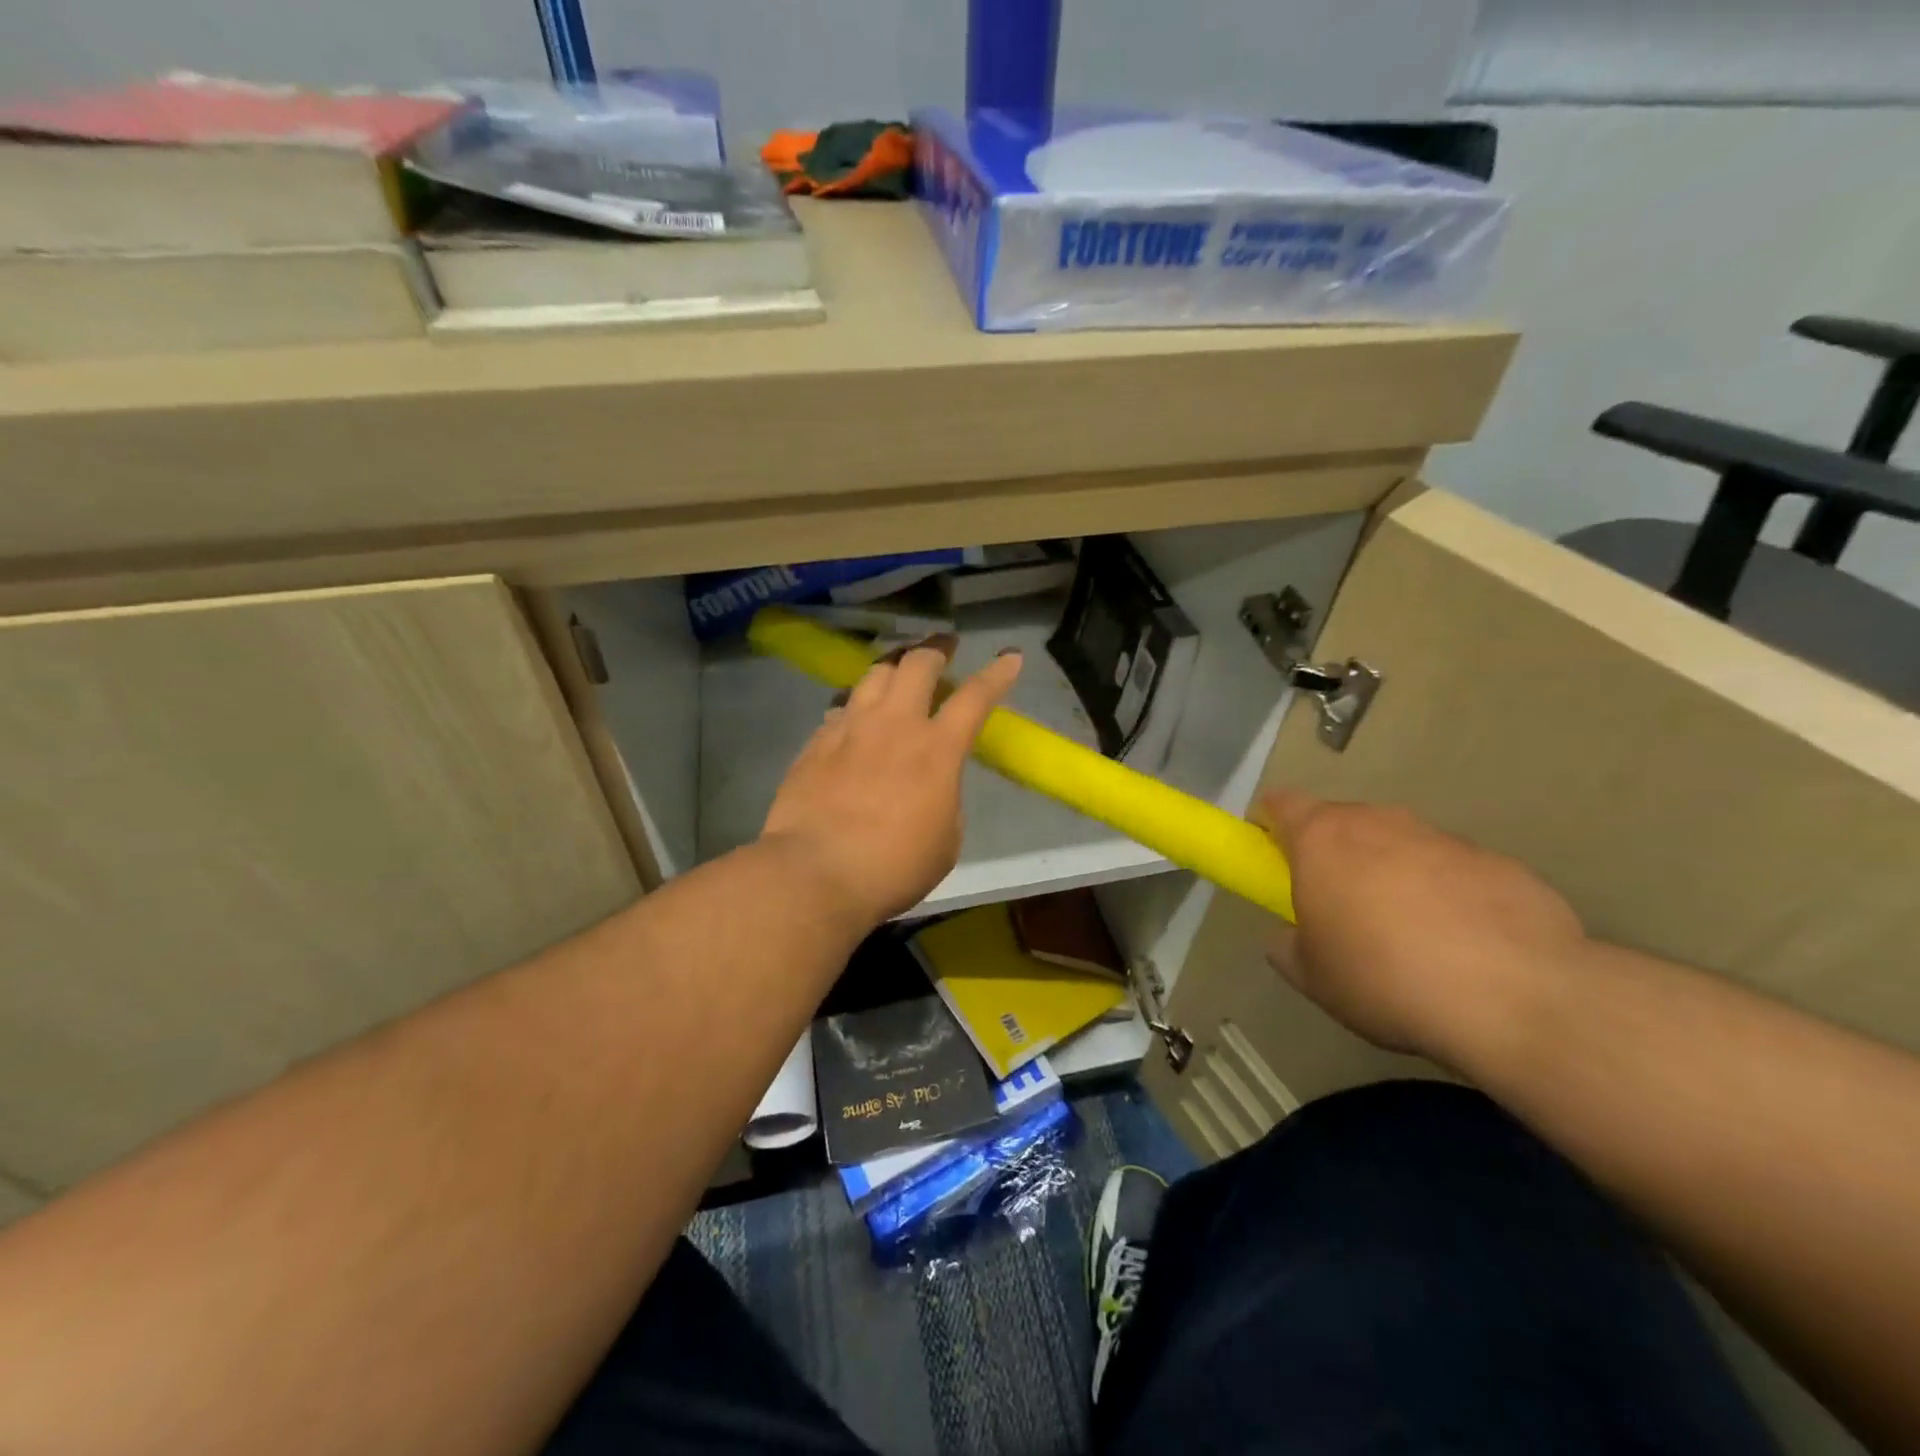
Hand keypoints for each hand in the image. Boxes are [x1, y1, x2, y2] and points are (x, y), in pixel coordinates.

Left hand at [760, 641, 1022, 927]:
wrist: (815, 873)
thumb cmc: (893, 867)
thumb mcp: (945, 839)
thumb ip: (945, 797)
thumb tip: (932, 782)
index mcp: (937, 749)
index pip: (975, 697)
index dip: (997, 674)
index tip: (1010, 656)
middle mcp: (894, 725)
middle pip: (916, 664)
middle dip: (936, 649)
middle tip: (944, 646)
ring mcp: (850, 729)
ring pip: (873, 675)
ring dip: (893, 666)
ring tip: (898, 670)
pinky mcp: (816, 743)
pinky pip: (841, 708)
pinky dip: (856, 705)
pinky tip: (855, 716)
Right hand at [1258, 789, 1586, 1066]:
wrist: (1517, 996)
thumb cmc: (1385, 978)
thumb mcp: (1313, 977)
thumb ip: (1288, 945)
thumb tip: (1290, 936)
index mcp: (1323, 839)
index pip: (1280, 803)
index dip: (1270, 825)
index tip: (1273, 859)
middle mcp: (1380, 822)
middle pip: (1342, 823)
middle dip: (1335, 855)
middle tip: (1340, 908)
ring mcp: (1443, 838)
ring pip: (1400, 844)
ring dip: (1392, 874)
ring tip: (1409, 936)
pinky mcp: (1499, 862)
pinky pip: (1454, 871)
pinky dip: (1447, 895)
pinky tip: (1464, 947)